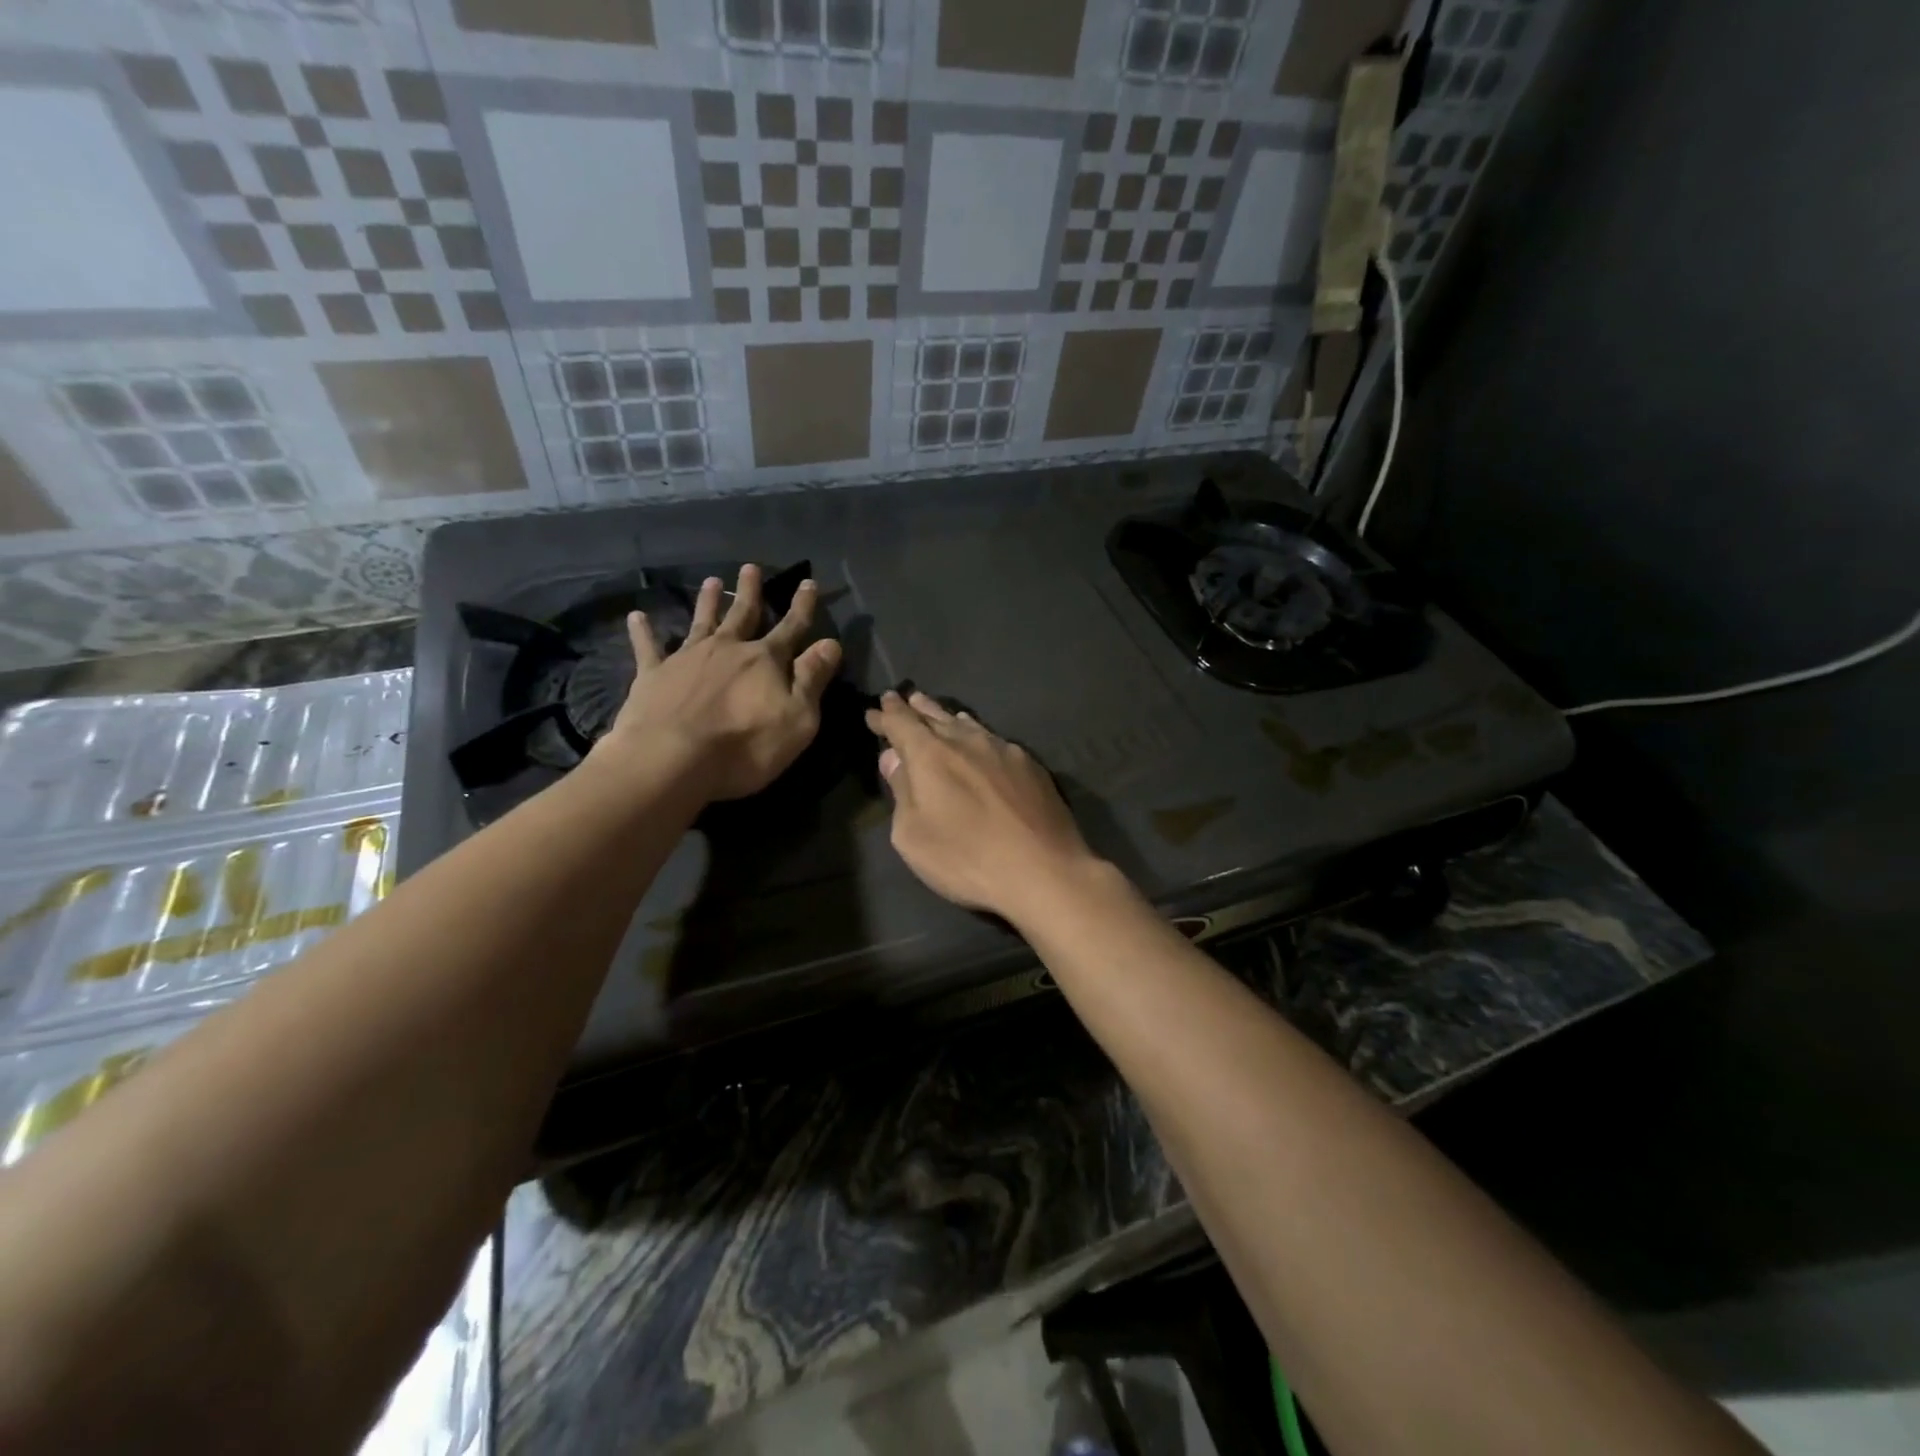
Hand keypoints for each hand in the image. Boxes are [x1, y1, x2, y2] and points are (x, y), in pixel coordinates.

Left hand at [598, 564, 842, 801]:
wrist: (671, 759)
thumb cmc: (744, 746)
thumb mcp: (797, 719)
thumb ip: (812, 679)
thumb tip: (831, 643)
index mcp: (764, 660)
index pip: (791, 627)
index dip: (802, 607)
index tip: (808, 583)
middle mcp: (727, 649)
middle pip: (742, 614)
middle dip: (750, 592)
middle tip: (750, 568)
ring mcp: (687, 658)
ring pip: (701, 621)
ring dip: (707, 602)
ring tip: (711, 582)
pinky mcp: (653, 675)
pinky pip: (648, 647)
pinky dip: (643, 631)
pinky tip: (637, 617)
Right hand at [864, 691, 1106, 921]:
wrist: (1044, 870)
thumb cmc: (966, 858)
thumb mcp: (914, 836)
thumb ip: (901, 792)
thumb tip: (893, 759)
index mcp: (930, 755)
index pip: (901, 723)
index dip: (885, 715)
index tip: (874, 710)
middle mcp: (966, 741)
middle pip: (934, 715)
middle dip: (914, 708)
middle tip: (902, 699)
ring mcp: (1003, 750)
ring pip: (967, 724)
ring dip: (946, 717)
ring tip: (937, 712)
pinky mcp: (1030, 765)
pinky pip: (994, 739)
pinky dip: (977, 735)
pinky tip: (980, 741)